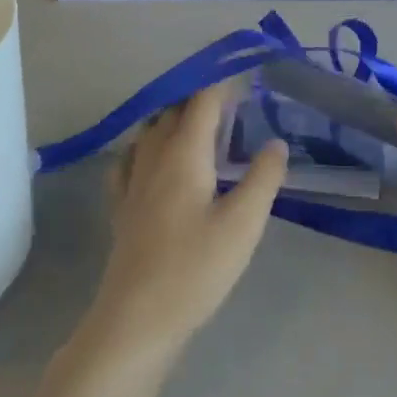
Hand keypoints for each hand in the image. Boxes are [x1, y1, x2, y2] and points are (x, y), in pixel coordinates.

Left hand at [87, 82, 288, 359]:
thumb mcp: (242, 225)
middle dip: (200, 98)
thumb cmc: (194, 269)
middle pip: (173, 109)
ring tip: (199, 125)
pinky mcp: (121, 206)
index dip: (222, 83)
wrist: (135, 321)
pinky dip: (146, 146)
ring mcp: (132, 180)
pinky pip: (130, 158)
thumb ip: (262, 179)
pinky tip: (153, 159)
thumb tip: (275, 142)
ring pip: (150, 130)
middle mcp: (153, 155)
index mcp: (183, 152)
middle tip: (232, 103)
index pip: (202, 101)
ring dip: (173, 117)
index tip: (245, 76)